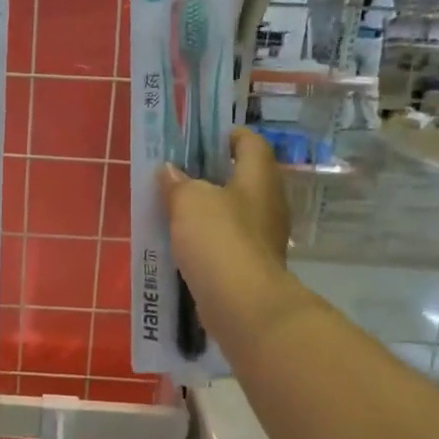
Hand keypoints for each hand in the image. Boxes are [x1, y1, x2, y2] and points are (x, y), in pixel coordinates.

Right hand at [160, 128, 293, 346]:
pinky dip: (211, 238)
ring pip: (236, 212)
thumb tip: (169, 171)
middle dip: (215, 174)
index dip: (230, 135)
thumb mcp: (189, 201)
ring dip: (211, 209)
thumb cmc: (219, 239)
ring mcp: (265, 237)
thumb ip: (177, 183)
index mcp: (259, 177)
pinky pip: (230, 241)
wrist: (242, 303)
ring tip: (177, 209)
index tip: (203, 139)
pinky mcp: (253, 265)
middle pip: (244, 178)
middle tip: (181, 175)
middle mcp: (269, 203)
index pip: (252, 143)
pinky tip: (186, 244)